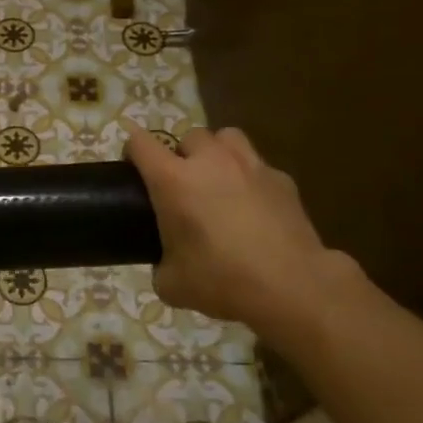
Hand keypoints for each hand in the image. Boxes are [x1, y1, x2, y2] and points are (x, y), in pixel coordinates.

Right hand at [122, 122, 359, 345]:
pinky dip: (250, 179)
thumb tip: (166, 264)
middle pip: (189, 136)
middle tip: (182, 185)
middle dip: (182, 154)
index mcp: (173, 181)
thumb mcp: (172, 283)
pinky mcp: (282, 180)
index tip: (133, 170)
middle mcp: (210, 162)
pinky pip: (258, 166)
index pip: (141, 143)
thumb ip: (160, 264)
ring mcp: (251, 166)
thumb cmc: (221, 280)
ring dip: (217, 153)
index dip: (132, 151)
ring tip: (218, 181)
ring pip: (227, 137)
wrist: (290, 286)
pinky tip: (254, 207)